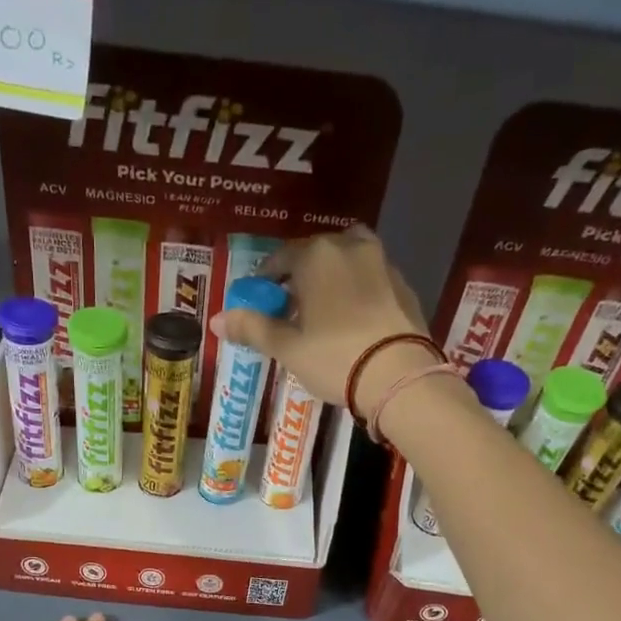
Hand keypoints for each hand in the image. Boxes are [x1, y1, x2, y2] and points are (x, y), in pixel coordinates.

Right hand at [211, 225, 435, 409]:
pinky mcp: (403, 284)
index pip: (280, 258)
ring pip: (346, 262)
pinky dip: (356, 291)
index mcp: (315, 255)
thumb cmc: (334, 357)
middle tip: (290, 310)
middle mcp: (349, 246)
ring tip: (323, 312)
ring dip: (330, 279)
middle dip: (299, 278)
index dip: (265, 280)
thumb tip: (217, 319)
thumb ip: (252, 328)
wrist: (398, 375)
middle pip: (314, 255)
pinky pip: (370, 279)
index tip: (259, 302)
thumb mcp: (287, 347)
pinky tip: (352, 320)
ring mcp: (382, 262)